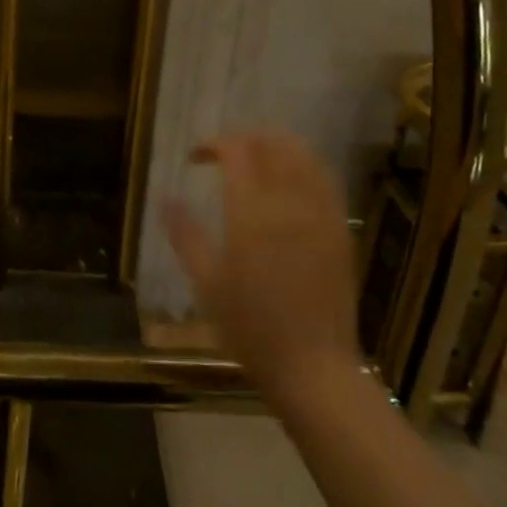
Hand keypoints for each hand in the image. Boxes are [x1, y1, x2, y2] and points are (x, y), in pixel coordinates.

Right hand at [165, 131, 360, 400]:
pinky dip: (305, 167)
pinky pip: (326, 181)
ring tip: (257, 161)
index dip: (213, 144)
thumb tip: (165, 198)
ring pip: (304, 155)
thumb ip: (185, 234)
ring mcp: (320, 214)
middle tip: (225, 154)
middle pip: (273, 143)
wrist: (313, 369)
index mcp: (251, 213)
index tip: (195, 157)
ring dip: (277, 146)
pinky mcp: (341, 230)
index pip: (236, 151)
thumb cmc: (250, 329)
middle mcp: (289, 203)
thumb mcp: (206, 283)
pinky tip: (291, 183)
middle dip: (246, 137)